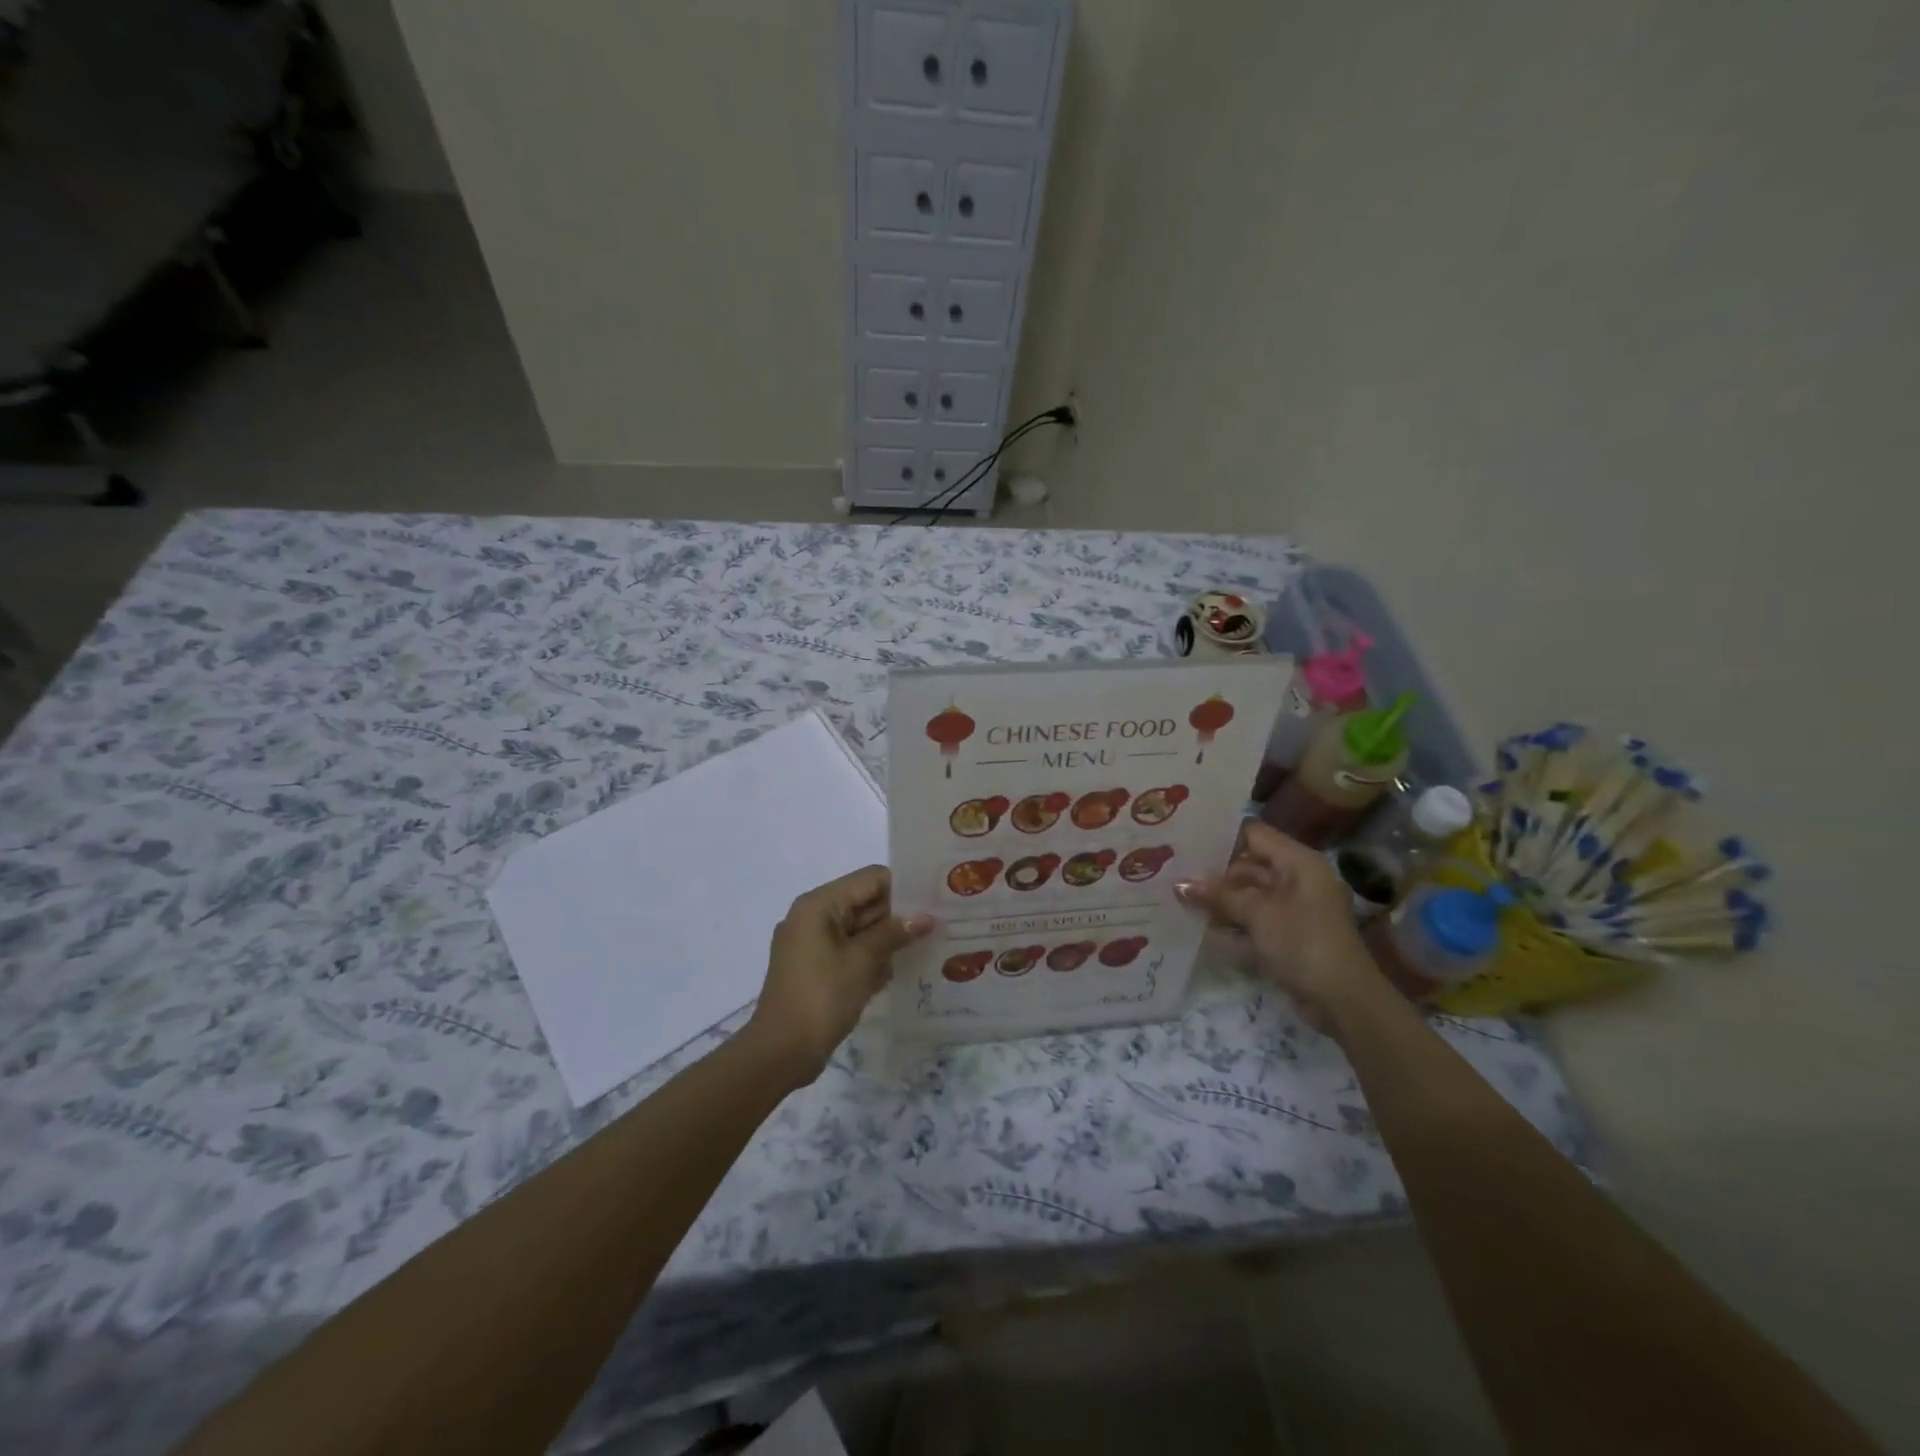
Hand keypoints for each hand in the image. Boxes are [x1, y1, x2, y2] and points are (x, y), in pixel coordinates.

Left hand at [743, 866, 932, 1085]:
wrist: (780, 1053)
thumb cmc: (821, 998)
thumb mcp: (862, 961)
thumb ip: (894, 933)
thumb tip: (926, 917)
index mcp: (818, 904)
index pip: (870, 879)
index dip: (903, 888)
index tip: (934, 903)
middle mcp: (812, 916)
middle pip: (864, 902)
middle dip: (898, 915)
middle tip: (938, 925)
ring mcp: (811, 943)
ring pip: (858, 928)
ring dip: (887, 938)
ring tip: (927, 946)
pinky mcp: (814, 968)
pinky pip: (849, 950)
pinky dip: (870, 957)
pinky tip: (899, 970)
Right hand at [1176, 821, 1376, 1030]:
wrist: (1343, 1001)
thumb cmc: (1303, 943)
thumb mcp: (1258, 914)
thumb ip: (1219, 896)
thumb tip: (1180, 885)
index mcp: (1298, 863)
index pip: (1254, 835)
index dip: (1221, 837)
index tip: (1186, 843)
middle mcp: (1296, 880)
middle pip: (1248, 867)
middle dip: (1213, 874)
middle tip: (1173, 873)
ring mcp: (1292, 910)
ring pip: (1248, 896)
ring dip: (1218, 901)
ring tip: (1177, 899)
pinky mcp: (1287, 937)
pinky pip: (1253, 922)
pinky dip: (1230, 925)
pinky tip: (1198, 928)